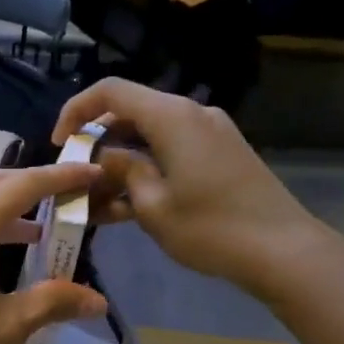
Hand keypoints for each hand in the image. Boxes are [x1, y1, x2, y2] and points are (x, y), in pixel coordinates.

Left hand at [0, 164, 107, 343]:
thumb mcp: (7, 327)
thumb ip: (53, 302)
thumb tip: (98, 301)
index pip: (24, 185)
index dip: (62, 177)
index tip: (94, 173)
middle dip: (35, 184)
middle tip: (73, 195)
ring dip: (8, 207)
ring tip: (45, 226)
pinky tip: (5, 252)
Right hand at [53, 79, 338, 300]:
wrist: (284, 251)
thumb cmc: (210, 228)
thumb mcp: (152, 205)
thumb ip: (121, 171)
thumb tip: (103, 157)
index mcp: (172, 117)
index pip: (111, 92)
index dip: (77, 111)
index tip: (59, 144)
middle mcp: (191, 114)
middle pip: (130, 112)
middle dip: (97, 142)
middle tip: (76, 178)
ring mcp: (210, 134)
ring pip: (150, 135)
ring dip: (120, 162)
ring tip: (97, 201)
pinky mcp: (221, 155)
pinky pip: (171, 150)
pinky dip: (146, 169)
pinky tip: (128, 206)